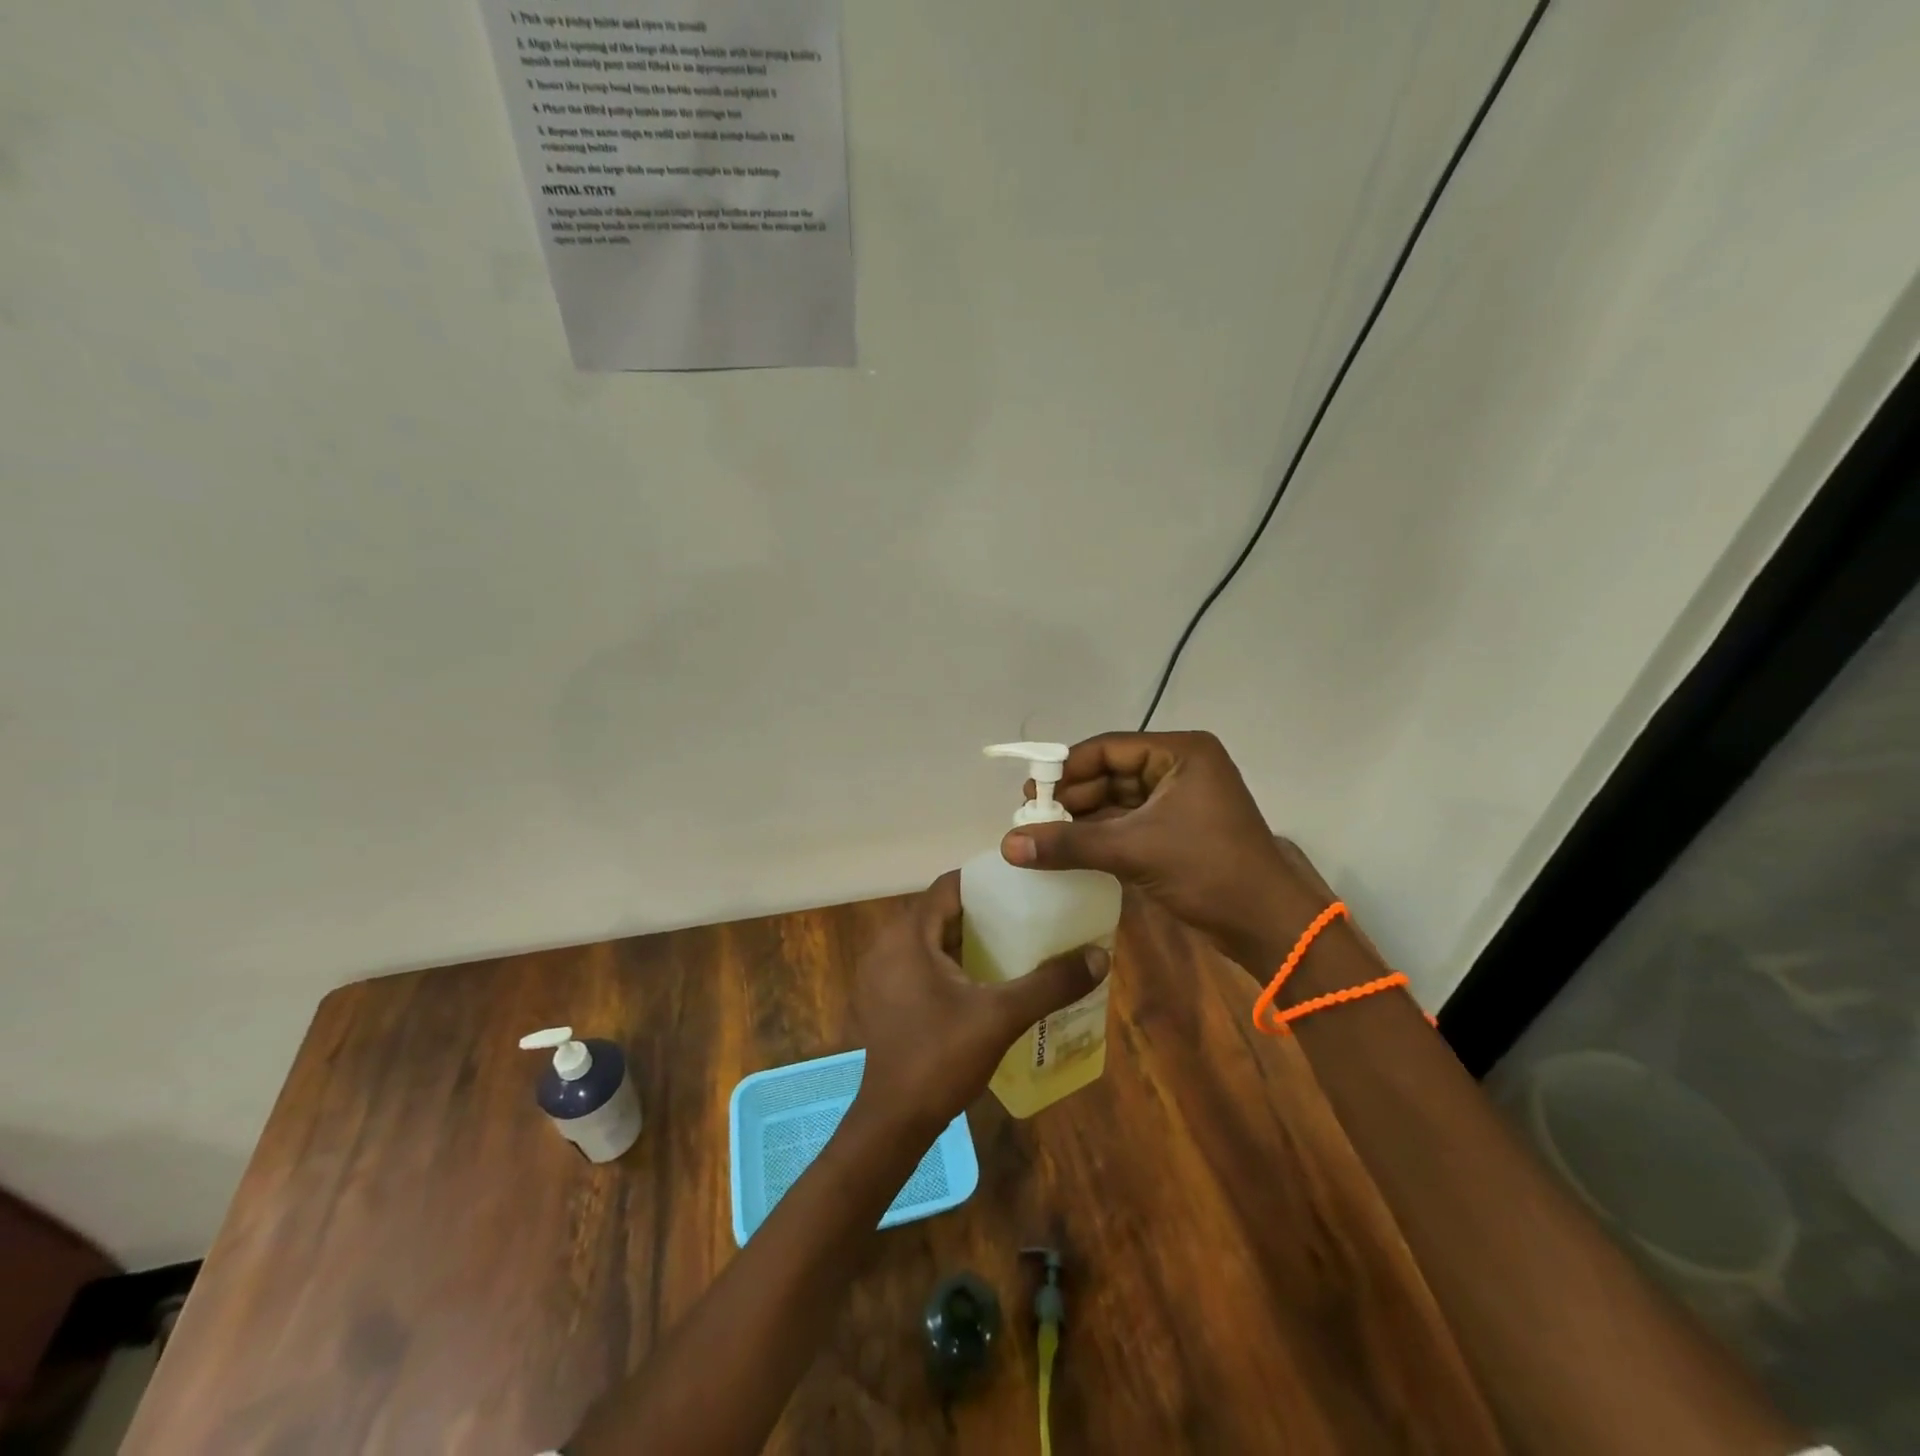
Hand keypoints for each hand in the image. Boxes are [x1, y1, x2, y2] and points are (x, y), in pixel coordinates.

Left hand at [852, 872, 1106, 1133]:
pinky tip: (985, 980)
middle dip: (983, 912)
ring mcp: (882, 974)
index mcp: (908, 936)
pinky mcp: (885, 999)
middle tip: (1028, 914)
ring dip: (968, 939)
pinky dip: (952, 962)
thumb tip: (1099, 956)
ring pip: (932, 940)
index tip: (1023, 884)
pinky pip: (922, 963)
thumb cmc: (941, 1059)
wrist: (893, 1123)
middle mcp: (888, 945)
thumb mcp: (1002, 1017)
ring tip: (1015, 942)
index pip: (949, 886)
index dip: (986, 881)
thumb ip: (1050, 984)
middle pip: (941, 911)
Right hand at [1000, 731, 1319, 963]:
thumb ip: (1069, 843)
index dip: (1067, 768)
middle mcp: (1181, 767)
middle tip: (1032, 817)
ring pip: (1117, 800)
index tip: (1031, 792)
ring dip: (1083, 818)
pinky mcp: (1177, 830)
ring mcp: (1181, 800)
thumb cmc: (1208, 870)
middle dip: (1072, 796)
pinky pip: (1129, 822)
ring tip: (1043, 835)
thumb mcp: (1134, 850)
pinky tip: (1069, 848)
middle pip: (1111, 772)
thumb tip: (1007, 845)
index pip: (1109, 748)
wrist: (1267, 925)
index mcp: (1181, 753)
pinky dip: (1100, 834)